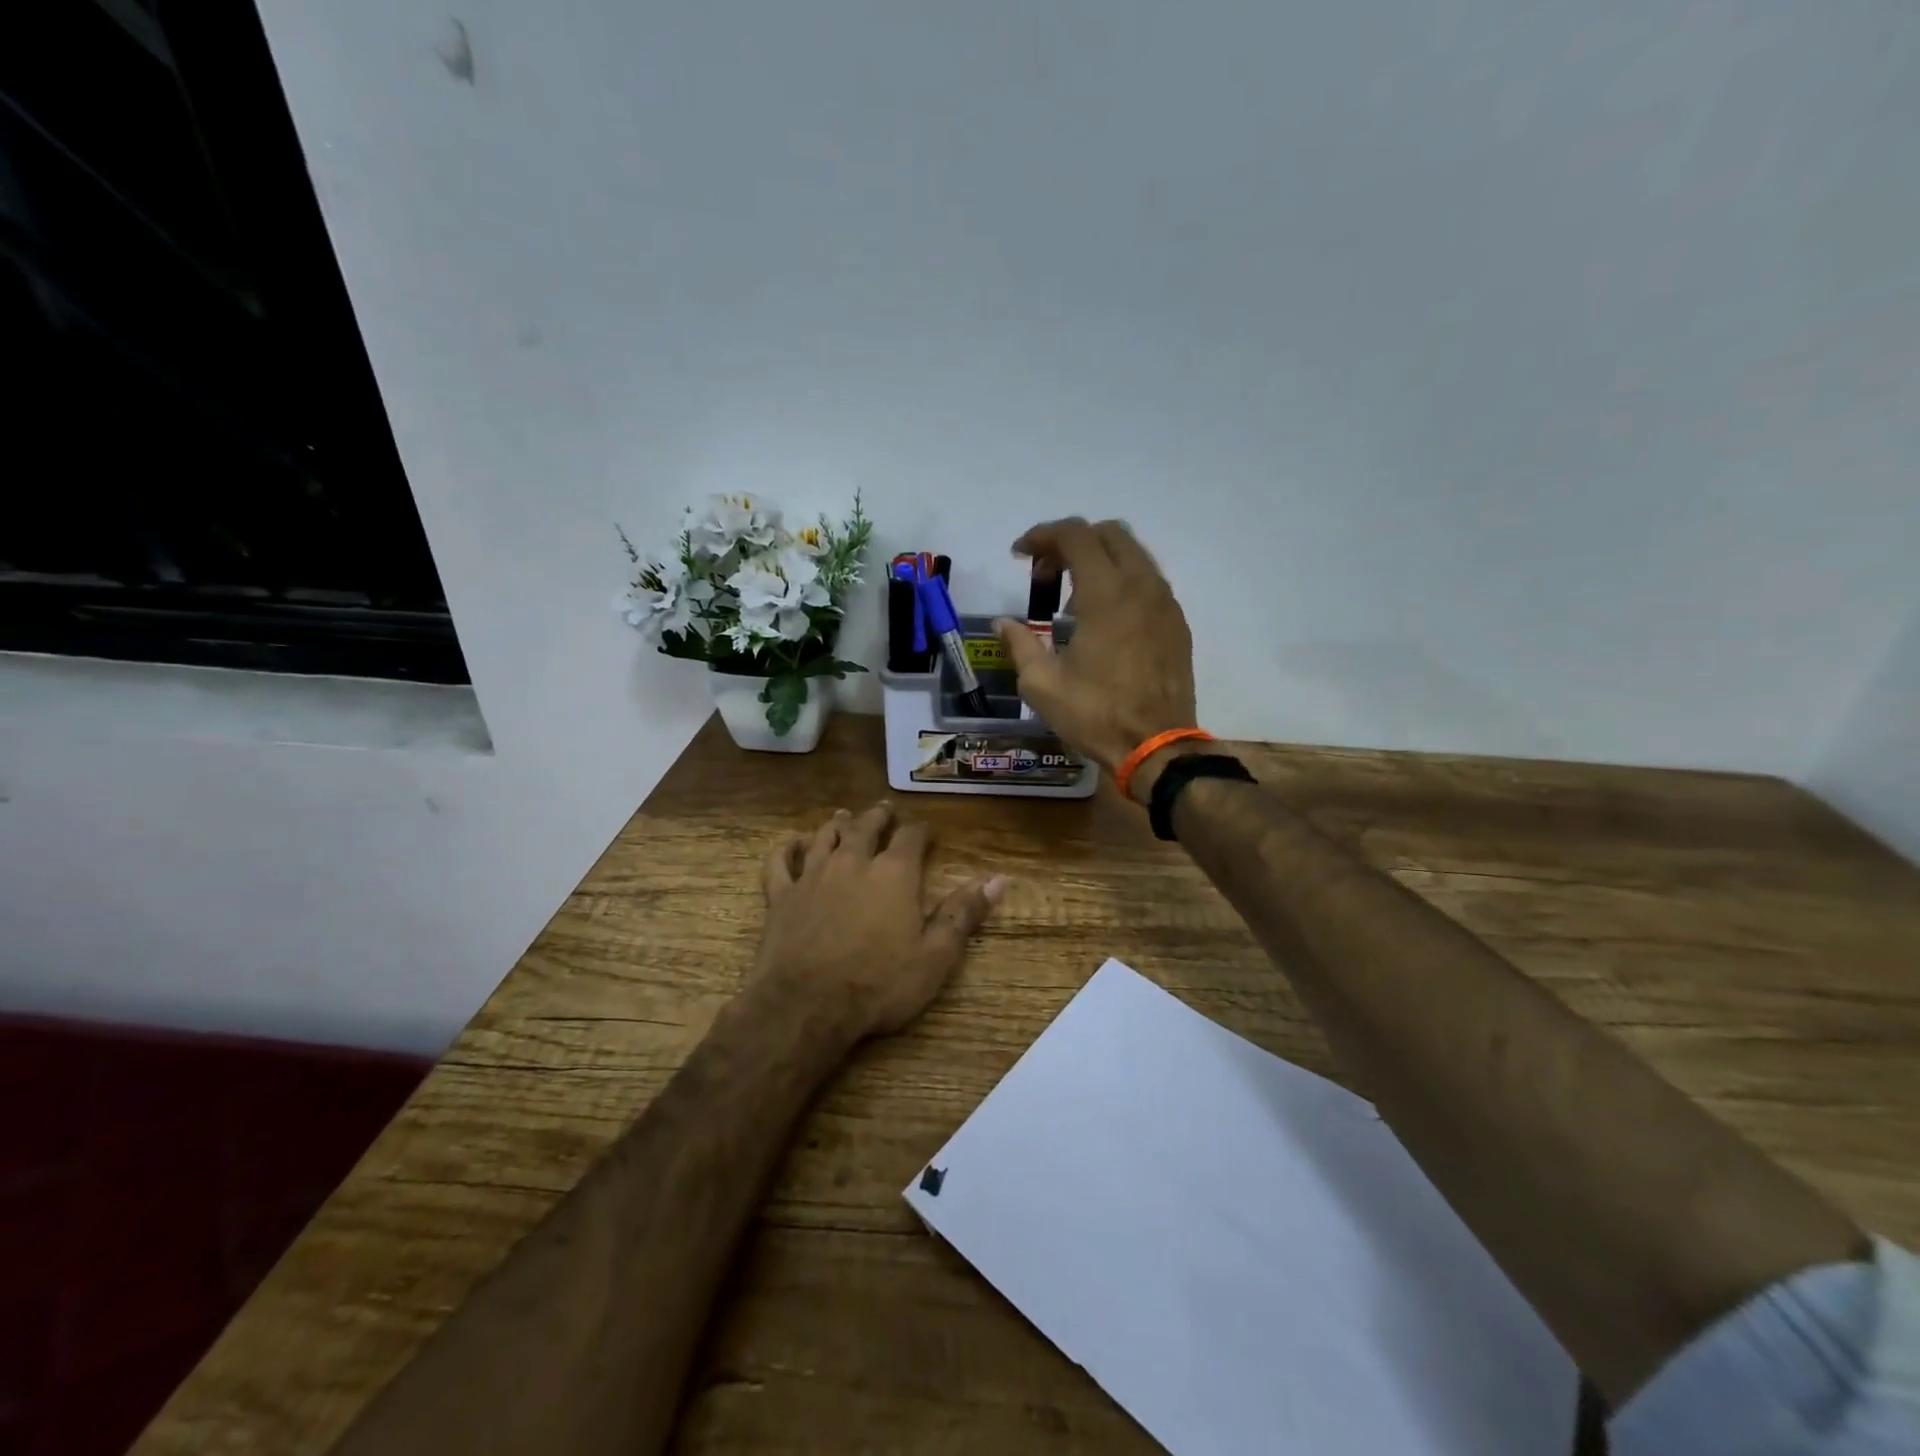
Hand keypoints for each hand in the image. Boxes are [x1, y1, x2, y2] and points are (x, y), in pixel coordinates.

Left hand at [752, 803, 1006, 1039]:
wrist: (806, 1006)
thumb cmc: (878, 984)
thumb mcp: (935, 956)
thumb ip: (964, 913)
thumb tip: (999, 879)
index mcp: (894, 874)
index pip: (911, 837)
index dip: (920, 830)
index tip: (925, 830)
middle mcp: (853, 862)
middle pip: (865, 827)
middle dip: (877, 817)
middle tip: (883, 809)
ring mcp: (812, 876)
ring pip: (825, 837)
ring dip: (836, 824)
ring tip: (842, 815)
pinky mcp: (781, 896)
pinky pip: (780, 862)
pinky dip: (785, 848)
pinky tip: (790, 843)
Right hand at [995, 517, 1198, 800]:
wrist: (1156, 746)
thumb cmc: (1095, 714)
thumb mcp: (1042, 684)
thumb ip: (1020, 644)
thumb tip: (1003, 623)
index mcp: (1106, 593)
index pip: (1075, 534)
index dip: (1042, 535)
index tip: (1019, 555)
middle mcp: (1141, 585)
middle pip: (1107, 533)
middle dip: (1071, 542)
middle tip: (1044, 574)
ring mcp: (1165, 603)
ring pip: (1133, 553)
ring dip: (1098, 560)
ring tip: (1072, 598)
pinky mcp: (1176, 623)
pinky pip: (1148, 580)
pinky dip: (1122, 580)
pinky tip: (1104, 617)